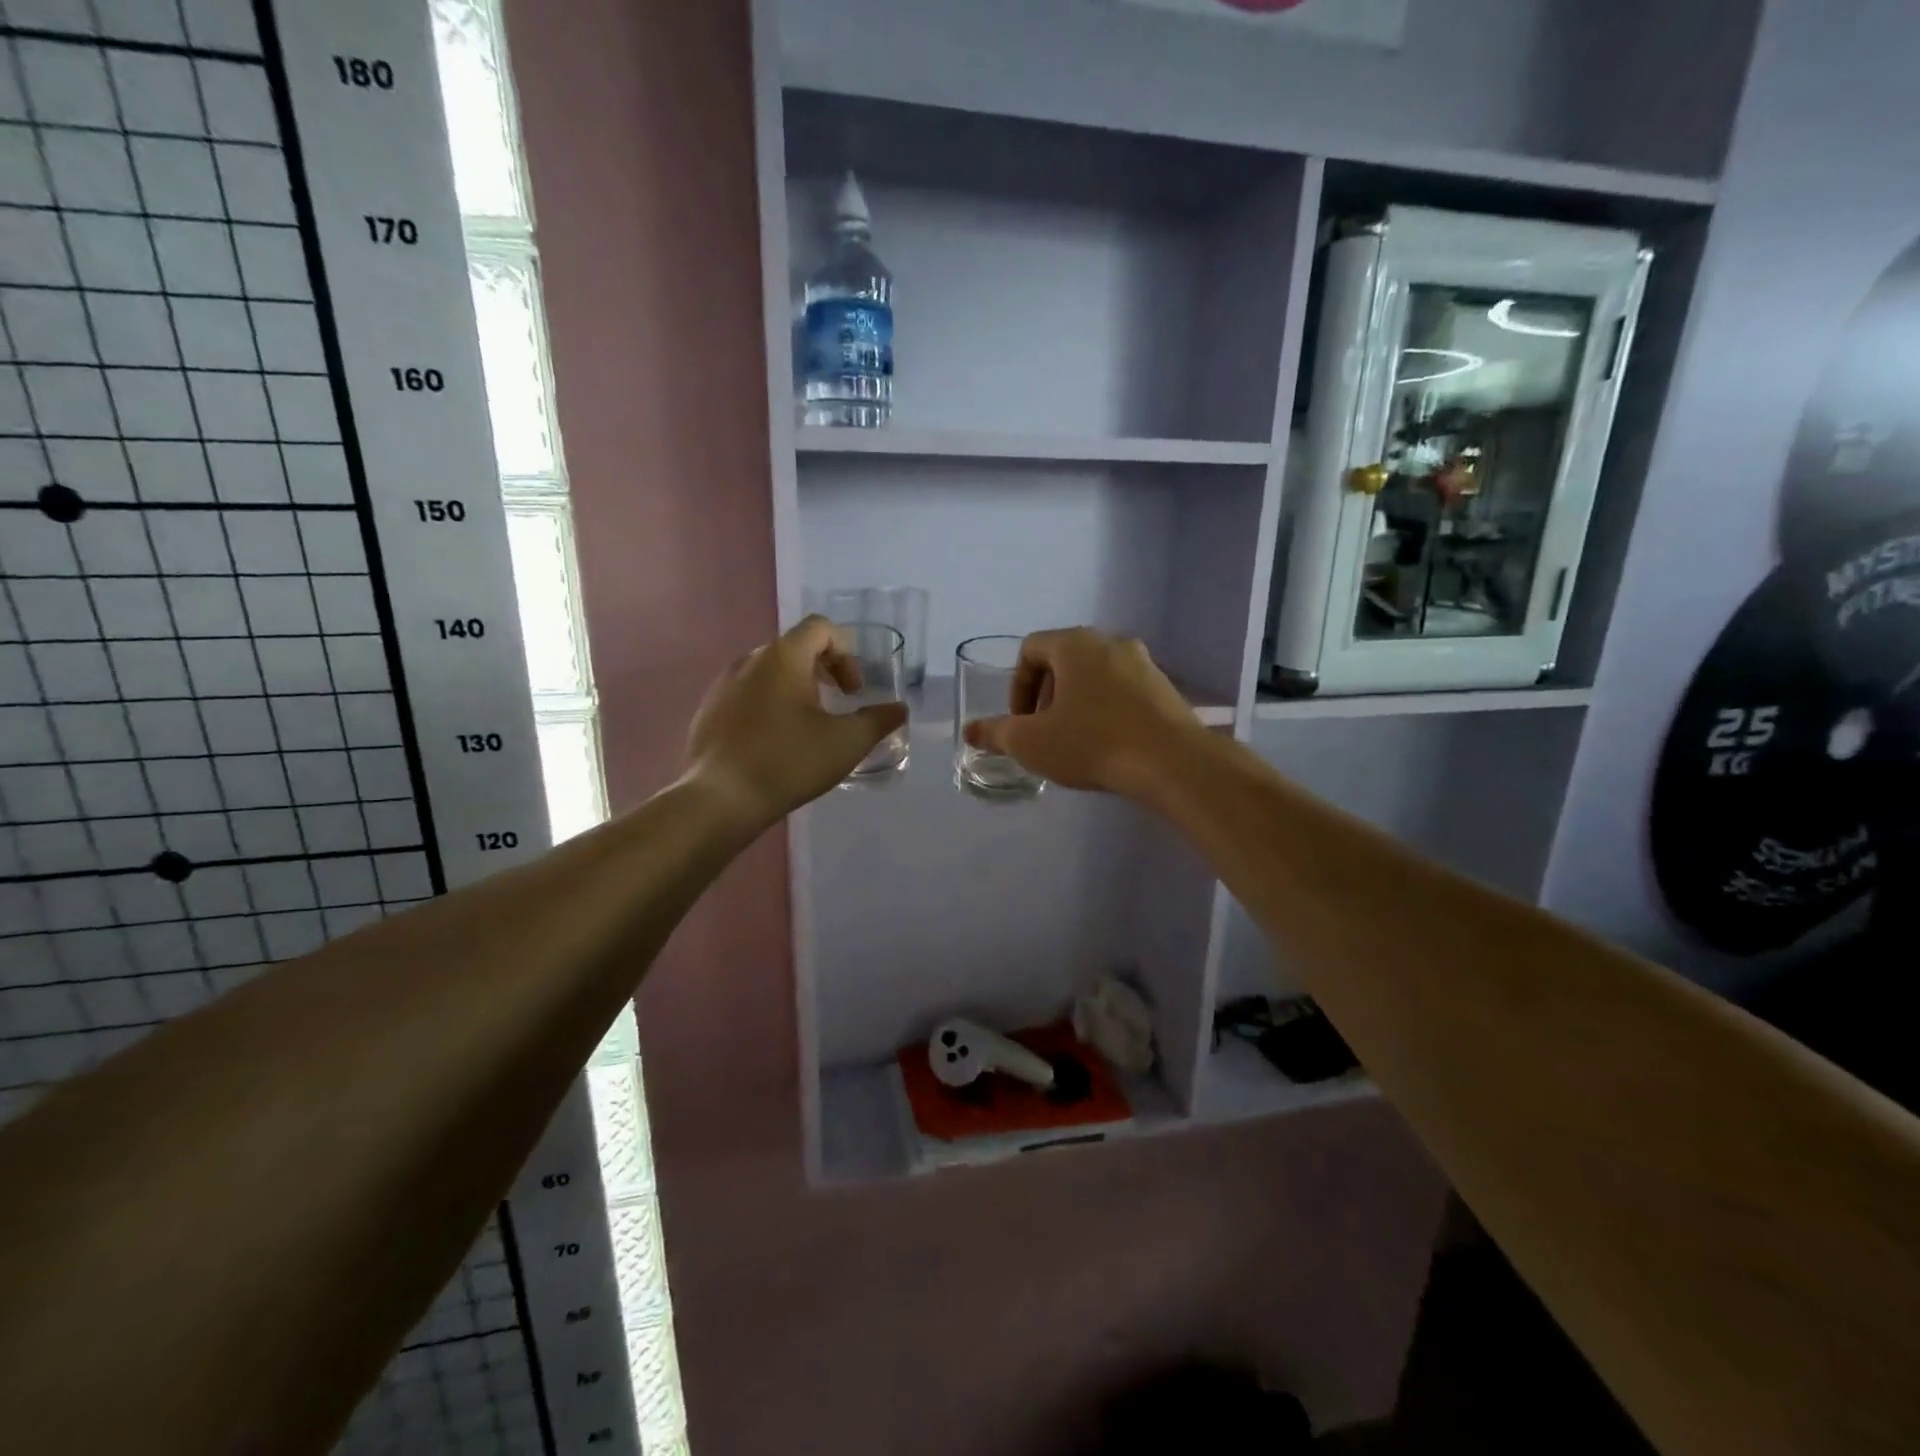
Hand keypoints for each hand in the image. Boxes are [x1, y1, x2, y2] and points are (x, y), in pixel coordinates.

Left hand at [685, 616, 907, 828]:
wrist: (720, 799)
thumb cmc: (788, 762)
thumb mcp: (846, 743)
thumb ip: (877, 721)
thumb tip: (898, 709)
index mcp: (783, 657)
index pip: (820, 628)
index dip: (846, 653)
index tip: (852, 691)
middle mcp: (750, 660)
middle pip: (794, 647)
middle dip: (823, 670)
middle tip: (837, 703)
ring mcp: (724, 685)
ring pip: (769, 671)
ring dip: (795, 687)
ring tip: (807, 724)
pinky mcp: (709, 710)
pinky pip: (746, 693)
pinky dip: (768, 704)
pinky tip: (774, 742)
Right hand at [961, 628, 1207, 795]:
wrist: (1172, 762)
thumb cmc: (1092, 742)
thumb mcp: (1031, 742)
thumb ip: (996, 733)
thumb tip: (970, 731)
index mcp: (1075, 644)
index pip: (1031, 649)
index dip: (1017, 685)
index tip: (1020, 721)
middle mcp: (1111, 642)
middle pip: (1064, 661)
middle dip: (1046, 696)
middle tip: (1043, 732)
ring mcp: (1144, 663)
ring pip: (1096, 677)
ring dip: (1077, 704)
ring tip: (1075, 741)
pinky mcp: (1166, 689)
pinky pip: (1123, 692)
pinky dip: (1107, 711)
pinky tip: (1108, 746)